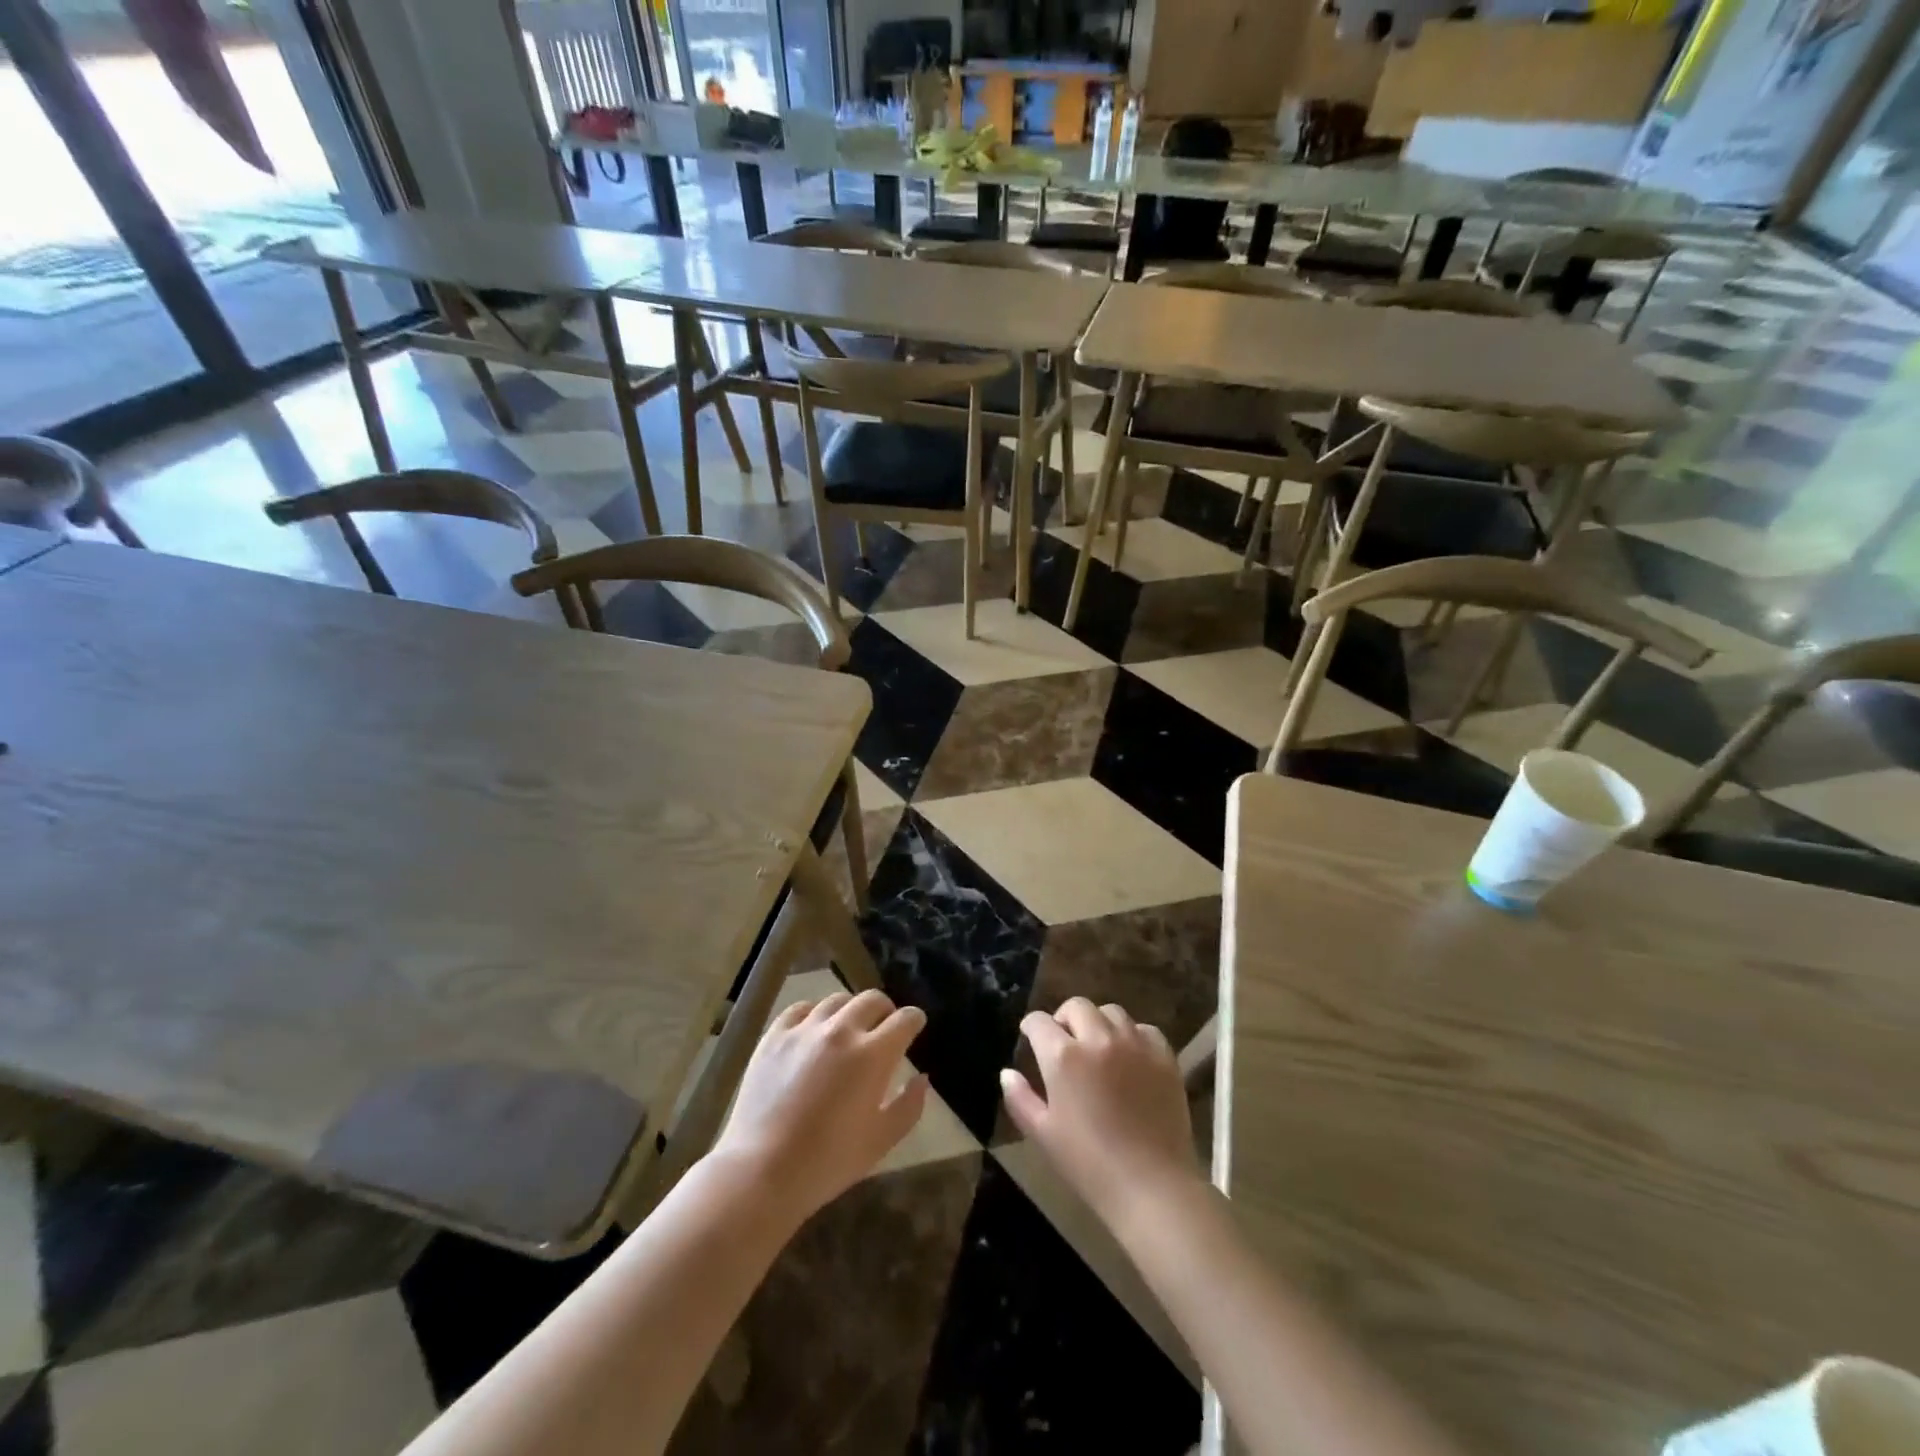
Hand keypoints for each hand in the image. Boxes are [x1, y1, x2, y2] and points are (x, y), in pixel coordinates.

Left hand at [709, 988, 928, 1220]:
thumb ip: (909, 1106)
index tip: (914, 1027)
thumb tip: (921, 1077)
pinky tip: (814, 1030)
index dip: (914, 1020)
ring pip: (837, 1000)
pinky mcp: (774, 1035)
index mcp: (873, 1055)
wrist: (762, 1171)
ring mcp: (805, 1029)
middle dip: (885, 1010)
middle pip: (872, 999)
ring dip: (851, 1011)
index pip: (904, 1019)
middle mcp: (842, 1030)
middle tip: (883, 1028)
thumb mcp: (881, 1141)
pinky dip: (814, 1014)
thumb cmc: (829, 1161)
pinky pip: (801, 1009)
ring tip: (848, 1030)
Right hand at [1001, 998, 1203, 1230]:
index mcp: (1063, 1056)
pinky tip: (1130, 1058)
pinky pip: (1144, 1029)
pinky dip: (1132, 1036)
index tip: (1030, 1039)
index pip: (1038, 1022)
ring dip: (1098, 1023)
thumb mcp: (1043, 1134)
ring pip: (1111, 1012)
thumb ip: (1020, 1098)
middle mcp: (1098, 1038)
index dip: (1031, 1028)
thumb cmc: (1089, 1165)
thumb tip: (1007, 1072)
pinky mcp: (1164, 1056)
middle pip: (1076, 1006)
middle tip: (1065, 1043)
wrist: (1152, 1188)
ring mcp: (1134, 1043)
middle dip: (1064, 1019)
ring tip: (1098, 1048)